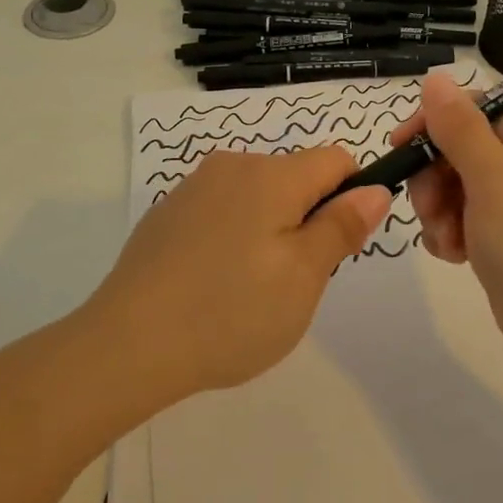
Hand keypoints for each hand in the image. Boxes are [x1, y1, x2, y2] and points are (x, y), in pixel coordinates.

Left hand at [86, 147, 391, 400]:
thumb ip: (342, 226)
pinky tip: (211, 285)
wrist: (127, 344)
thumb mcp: (303, 277)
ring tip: (249, 289)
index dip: (351, 196)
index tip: (336, 246)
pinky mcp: (168, 212)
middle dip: (307, 219)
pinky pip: (221, 211)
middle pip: (295, 177)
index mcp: (272, 175)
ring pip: (258, 196)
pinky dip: (232, 237)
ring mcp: (194, 187)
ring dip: (270, 229)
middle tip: (292, 281)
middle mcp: (233, 166)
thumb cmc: (230, 312)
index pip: (336, 159)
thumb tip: (374, 188)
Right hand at [389, 70, 502, 382]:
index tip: (401, 147)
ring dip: (438, 210)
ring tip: (448, 241)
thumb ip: (460, 128)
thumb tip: (437, 77)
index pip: (474, 108)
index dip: (435, 121)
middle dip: (433, 176)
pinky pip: (464, 224)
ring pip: (455, 189)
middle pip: (459, 149)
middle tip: (431, 208)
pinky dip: (451, 235)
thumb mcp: (494, 180)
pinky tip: (455, 257)